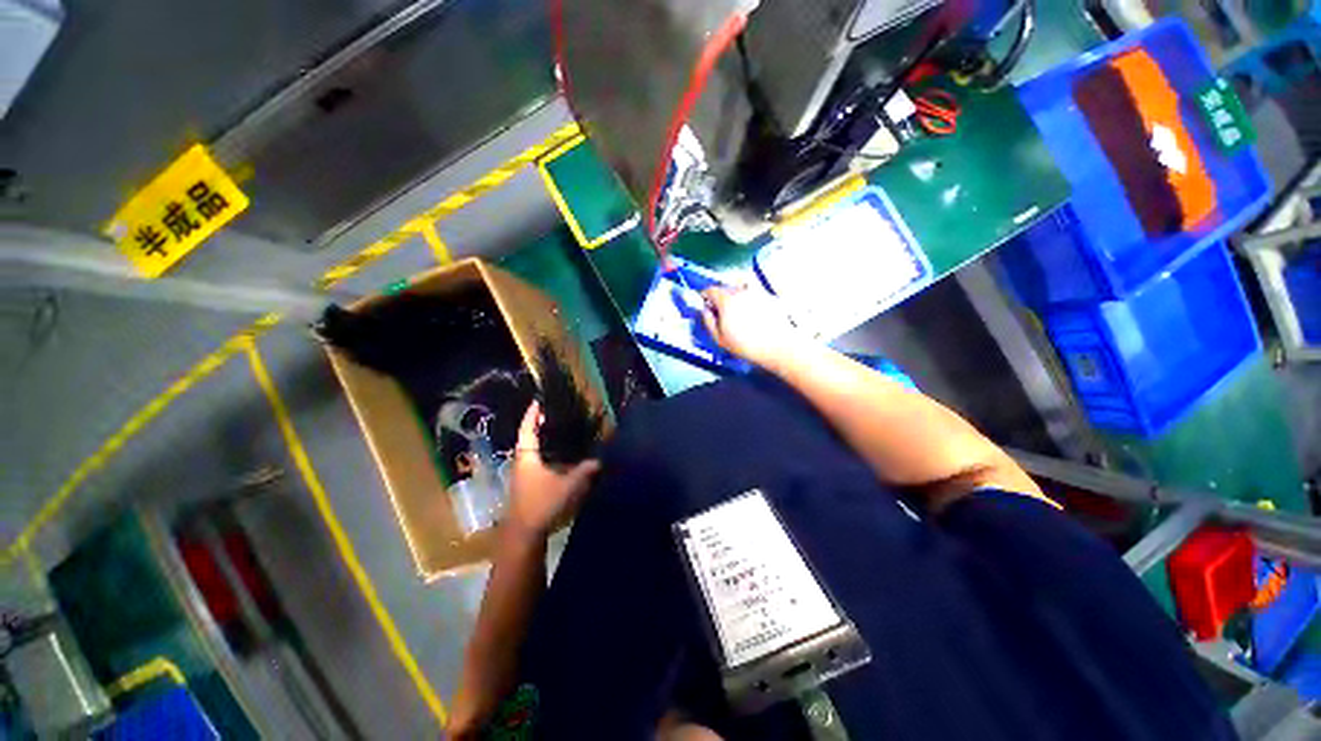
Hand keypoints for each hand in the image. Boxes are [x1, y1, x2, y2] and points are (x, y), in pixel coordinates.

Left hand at [506, 401, 600, 539]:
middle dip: (539, 426)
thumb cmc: (541, 504)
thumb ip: (585, 472)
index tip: (538, 401)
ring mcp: (523, 476)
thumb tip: (599, 460)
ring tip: (561, 432)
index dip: (531, 415)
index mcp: (526, 458)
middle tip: (555, 414)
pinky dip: (547, 455)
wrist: (523, 535)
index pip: (527, 430)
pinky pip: (537, 463)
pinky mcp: (528, 486)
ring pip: (533, 452)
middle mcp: (522, 463)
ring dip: (543, 441)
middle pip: (529, 439)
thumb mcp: (568, 486)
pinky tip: (562, 458)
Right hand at [700, 286, 808, 368]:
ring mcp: (757, 292)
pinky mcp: (770, 298)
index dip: (705, 296)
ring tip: (739, 315)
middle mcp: (741, 291)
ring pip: (741, 290)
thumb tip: (705, 310)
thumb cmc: (745, 345)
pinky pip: (754, 296)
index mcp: (726, 300)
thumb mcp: (719, 338)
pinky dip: (751, 302)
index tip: (705, 304)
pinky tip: (754, 317)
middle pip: (726, 288)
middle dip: (721, 297)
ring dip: (736, 299)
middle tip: (721, 312)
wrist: (777, 346)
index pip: (710, 290)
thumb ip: (708, 321)